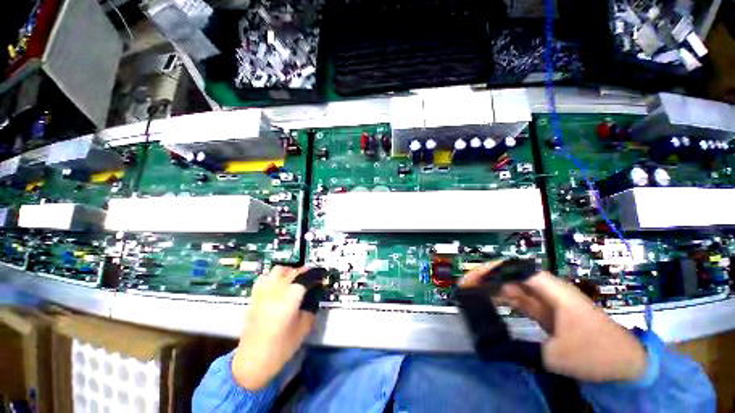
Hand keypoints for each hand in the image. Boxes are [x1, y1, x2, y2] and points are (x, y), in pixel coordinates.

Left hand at [232, 266, 315, 390]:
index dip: (316, 275)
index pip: (306, 277)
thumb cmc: (281, 347)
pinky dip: (273, 276)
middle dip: (304, 273)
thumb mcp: (303, 329)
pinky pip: (265, 277)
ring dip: (289, 271)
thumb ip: (311, 310)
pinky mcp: (255, 296)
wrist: (252, 361)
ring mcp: (264, 292)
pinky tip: (277, 285)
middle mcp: (277, 290)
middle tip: (310, 280)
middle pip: (293, 271)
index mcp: (290, 297)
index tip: (321, 278)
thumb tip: (314, 298)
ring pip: (278, 269)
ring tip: (294, 280)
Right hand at [462, 262, 647, 381]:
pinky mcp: (546, 312)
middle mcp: (547, 291)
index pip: (517, 270)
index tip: (474, 278)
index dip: (493, 270)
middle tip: (466, 286)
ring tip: (472, 293)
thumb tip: (496, 346)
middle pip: (511, 276)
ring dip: (493, 288)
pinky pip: (519, 300)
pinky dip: (503, 300)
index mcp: (553, 292)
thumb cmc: (598, 353)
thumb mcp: (559, 356)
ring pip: (513, 287)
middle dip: (488, 278)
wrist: (626, 363)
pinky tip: (489, 303)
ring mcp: (546, 301)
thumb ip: (524, 349)